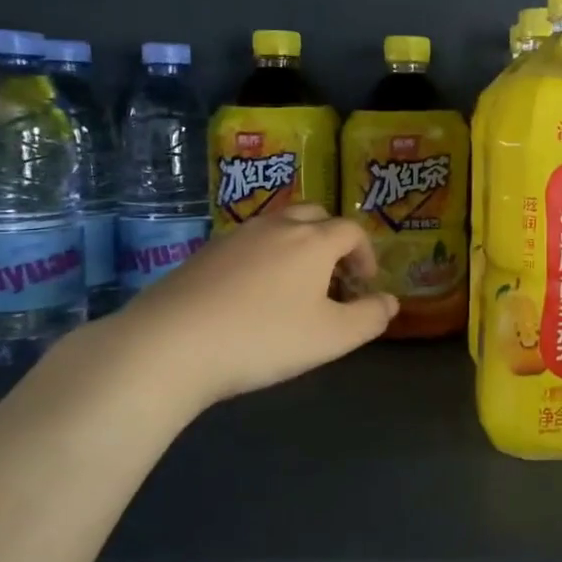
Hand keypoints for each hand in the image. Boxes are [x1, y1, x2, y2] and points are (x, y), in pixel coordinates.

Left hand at [97, 204, 397, 414]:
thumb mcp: (332, 337)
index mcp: (313, 241)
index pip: (351, 231)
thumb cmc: (264, 338)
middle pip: (314, 216)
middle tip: (332, 278)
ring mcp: (235, 236)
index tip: (364, 285)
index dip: (365, 255)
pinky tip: (251, 296)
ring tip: (294, 287)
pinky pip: (246, 244)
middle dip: (332, 241)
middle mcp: (276, 227)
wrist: (170, 345)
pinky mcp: (203, 254)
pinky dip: (262, 259)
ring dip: (296, 247)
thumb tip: (390, 302)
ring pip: (277, 227)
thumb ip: (370, 318)